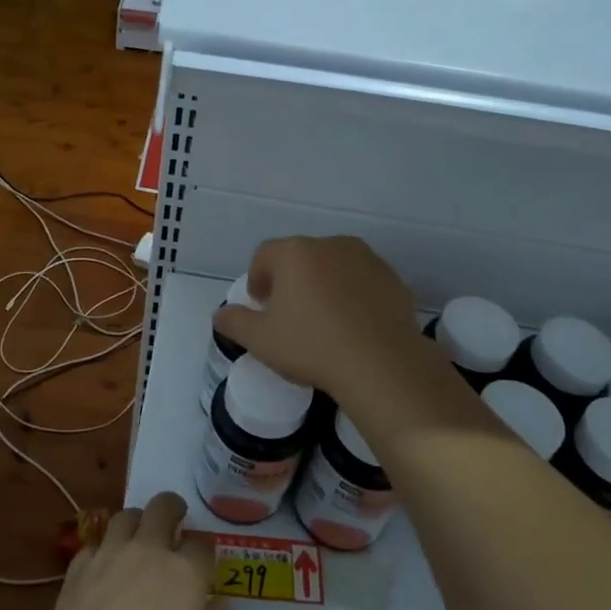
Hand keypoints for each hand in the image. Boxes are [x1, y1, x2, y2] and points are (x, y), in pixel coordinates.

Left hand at [27, 493, 228, 609]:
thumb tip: (217, 602)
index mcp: (185, 573)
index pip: (202, 544)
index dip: (205, 551)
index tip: (204, 563)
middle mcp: (148, 551)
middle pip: (163, 507)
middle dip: (173, 509)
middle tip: (174, 524)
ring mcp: (109, 556)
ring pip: (126, 515)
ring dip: (137, 521)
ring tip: (138, 538)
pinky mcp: (78, 569)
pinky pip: (94, 543)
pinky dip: (104, 548)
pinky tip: (104, 566)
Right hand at [212, 236, 434, 405]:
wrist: (382, 364)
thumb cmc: (313, 346)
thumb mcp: (262, 341)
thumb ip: (235, 323)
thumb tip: (219, 315)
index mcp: (295, 253)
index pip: (264, 254)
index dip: (257, 277)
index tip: (260, 305)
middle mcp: (330, 245)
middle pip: (300, 256)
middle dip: (290, 279)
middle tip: (288, 313)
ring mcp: (365, 258)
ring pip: (333, 265)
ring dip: (323, 283)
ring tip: (323, 318)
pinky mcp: (391, 277)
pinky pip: (361, 280)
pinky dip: (352, 293)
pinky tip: (352, 324)